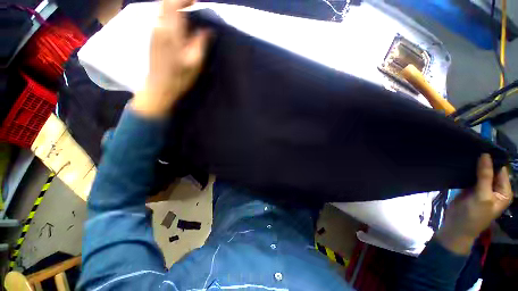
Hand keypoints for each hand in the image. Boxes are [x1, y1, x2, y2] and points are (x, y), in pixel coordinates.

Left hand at [131, 0, 209, 116]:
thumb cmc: (179, 77)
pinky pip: (161, 17)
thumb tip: (208, 30)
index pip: (174, 2)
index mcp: (170, 30)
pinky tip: (181, 26)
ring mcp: (154, 30)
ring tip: (190, 17)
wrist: (159, 88)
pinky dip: (171, 15)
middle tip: (195, 9)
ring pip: (163, 9)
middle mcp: (159, 25)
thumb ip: (201, 43)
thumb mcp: (195, 63)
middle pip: (167, 3)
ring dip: (176, 8)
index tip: (198, 3)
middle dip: (181, 2)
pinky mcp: (153, 36)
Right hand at [436, 153, 512, 254]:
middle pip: (491, 170)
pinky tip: (462, 164)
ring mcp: (482, 188)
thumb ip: (485, 176)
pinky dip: (467, 170)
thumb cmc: (474, 215)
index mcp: (504, 191)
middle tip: (472, 150)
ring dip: (474, 165)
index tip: (482, 148)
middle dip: (483, 161)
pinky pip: (471, 176)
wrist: (456, 226)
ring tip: (466, 155)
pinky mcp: (470, 188)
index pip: (501, 170)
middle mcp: (495, 188)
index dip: (493, 160)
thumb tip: (485, 154)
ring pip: (480, 172)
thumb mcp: (482, 196)